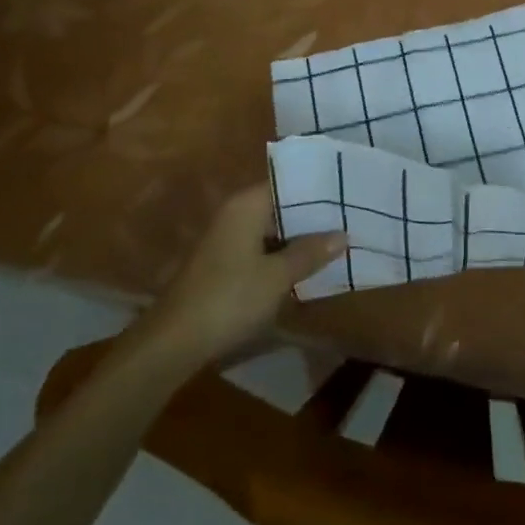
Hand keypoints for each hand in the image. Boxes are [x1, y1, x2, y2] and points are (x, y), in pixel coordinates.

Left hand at [145, 183, 344, 364]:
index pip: (288, 183)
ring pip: (272, 229)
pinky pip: (261, 247)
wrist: (173, 341)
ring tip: (337, 241)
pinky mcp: (224, 262)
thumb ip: (309, 252)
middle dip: (312, 216)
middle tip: (350, 219)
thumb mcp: (277, 277)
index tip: (348, 193)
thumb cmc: (229, 298)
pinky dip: (282, 254)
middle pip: (281, 205)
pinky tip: (306, 266)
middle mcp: (236, 212)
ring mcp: (228, 238)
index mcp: (247, 204)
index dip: (318, 189)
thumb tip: (342, 234)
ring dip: (298, 238)